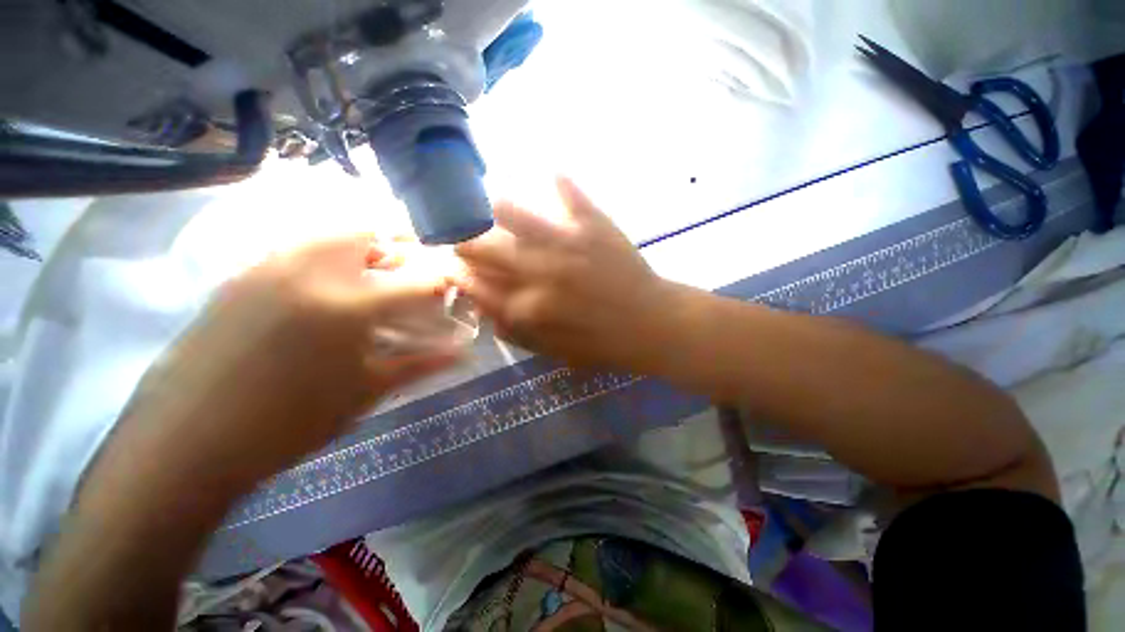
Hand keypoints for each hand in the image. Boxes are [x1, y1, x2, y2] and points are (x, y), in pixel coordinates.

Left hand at [119, 235, 462, 486]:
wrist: (188, 440)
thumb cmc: (289, 423)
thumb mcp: (366, 392)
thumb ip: (420, 364)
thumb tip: (462, 354)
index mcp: (350, 305)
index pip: (417, 278)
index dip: (442, 279)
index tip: (449, 288)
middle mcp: (311, 270)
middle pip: (368, 227)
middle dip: (398, 242)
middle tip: (407, 268)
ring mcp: (269, 265)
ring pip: (327, 227)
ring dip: (360, 242)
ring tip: (369, 273)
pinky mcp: (240, 273)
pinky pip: (294, 242)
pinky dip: (323, 251)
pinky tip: (324, 284)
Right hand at [455, 177, 675, 369]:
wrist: (649, 324)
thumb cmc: (599, 343)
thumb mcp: (550, 350)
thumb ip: (512, 331)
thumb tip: (481, 304)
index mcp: (527, 307)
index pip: (475, 283)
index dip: (458, 272)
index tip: (453, 265)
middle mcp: (538, 271)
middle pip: (483, 246)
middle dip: (464, 240)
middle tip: (463, 236)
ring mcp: (566, 243)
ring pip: (512, 212)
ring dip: (495, 208)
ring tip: (493, 206)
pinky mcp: (594, 225)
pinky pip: (570, 192)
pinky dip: (559, 180)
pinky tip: (551, 172)